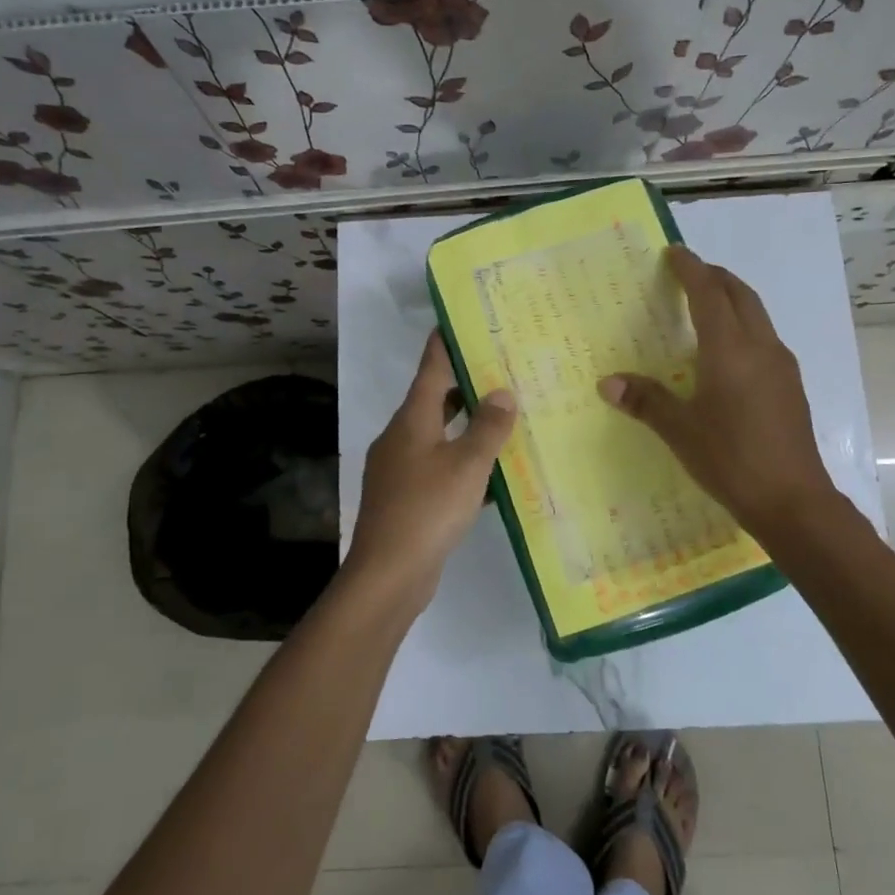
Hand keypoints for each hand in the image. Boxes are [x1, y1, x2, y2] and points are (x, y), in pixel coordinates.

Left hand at [344, 332, 516, 610]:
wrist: (388, 574)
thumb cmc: (428, 509)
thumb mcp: (467, 465)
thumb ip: (487, 427)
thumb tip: (502, 392)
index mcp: (411, 420)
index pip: (430, 368)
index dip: (445, 343)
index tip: (461, 320)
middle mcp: (401, 437)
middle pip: (435, 400)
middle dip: (466, 386)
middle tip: (503, 372)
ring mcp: (400, 469)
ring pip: (439, 436)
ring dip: (467, 428)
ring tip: (505, 420)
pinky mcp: (406, 498)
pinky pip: (439, 468)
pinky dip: (463, 464)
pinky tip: (493, 476)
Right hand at [598, 245, 839, 536]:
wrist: (793, 501)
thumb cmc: (731, 460)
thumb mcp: (680, 431)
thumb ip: (646, 401)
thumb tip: (608, 382)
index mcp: (730, 350)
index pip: (709, 294)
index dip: (691, 269)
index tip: (674, 252)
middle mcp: (760, 347)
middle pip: (740, 295)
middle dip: (715, 276)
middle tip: (689, 272)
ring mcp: (781, 366)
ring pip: (757, 315)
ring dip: (732, 299)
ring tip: (706, 304)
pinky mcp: (790, 385)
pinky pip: (764, 337)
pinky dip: (743, 325)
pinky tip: (727, 351)